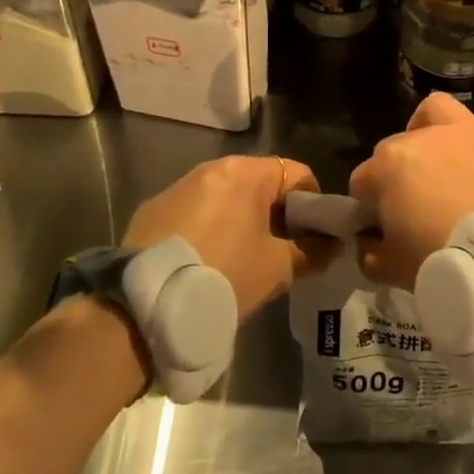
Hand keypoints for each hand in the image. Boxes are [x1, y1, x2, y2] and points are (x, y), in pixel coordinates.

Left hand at [124, 156, 327, 320]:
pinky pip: (194, 214)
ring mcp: (177, 188)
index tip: (315, 237)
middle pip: (260, 183)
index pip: (297, 173)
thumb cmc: (223, 275)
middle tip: (283, 252)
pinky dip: (208, 230)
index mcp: (245, 173)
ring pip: (225, 198)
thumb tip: (329, 247)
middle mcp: (211, 168)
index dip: (314, 204)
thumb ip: (310, 253)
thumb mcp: (277, 268)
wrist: (143, 305)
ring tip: (243, 261)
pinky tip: (205, 264)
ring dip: (241, 221)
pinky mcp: (151, 211)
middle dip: (277, 214)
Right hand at [348, 74, 473, 289]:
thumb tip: (368, 243)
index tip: (378, 225)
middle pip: (398, 146)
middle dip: (397, 170)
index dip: (368, 203)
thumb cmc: (444, 262)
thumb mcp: (392, 269)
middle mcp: (425, 137)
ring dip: (431, 122)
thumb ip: (371, 252)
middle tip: (410, 200)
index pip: (363, 180)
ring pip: (440, 109)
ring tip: (434, 140)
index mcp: (390, 165)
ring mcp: (469, 130)